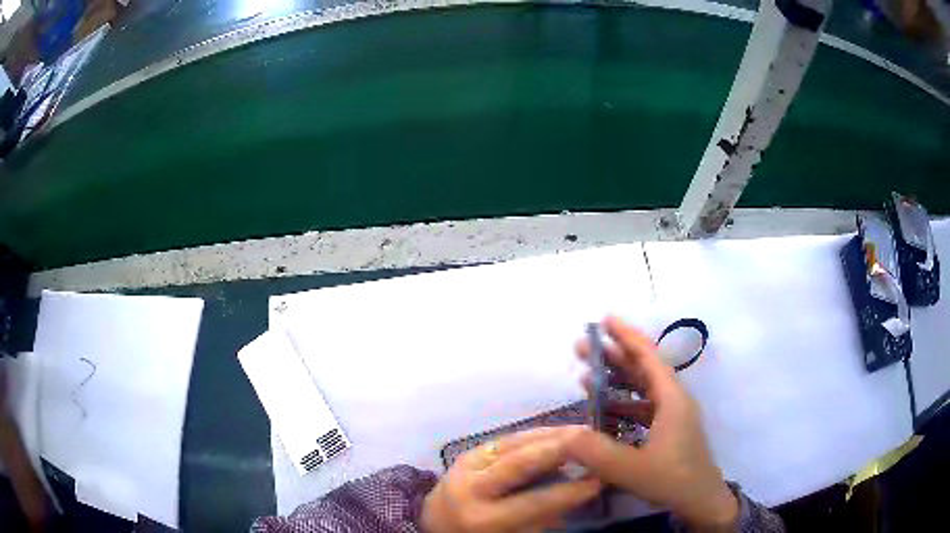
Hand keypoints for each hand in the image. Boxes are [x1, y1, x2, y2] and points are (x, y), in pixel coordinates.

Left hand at [422, 427, 601, 532]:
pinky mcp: (464, 454)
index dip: (569, 492)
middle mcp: (470, 489)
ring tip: (577, 432)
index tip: (599, 480)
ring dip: (547, 436)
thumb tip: (577, 491)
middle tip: (591, 439)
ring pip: (509, 445)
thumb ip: (542, 518)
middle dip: (557, 449)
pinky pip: (502, 441)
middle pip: (518, 463)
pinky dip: (530, 436)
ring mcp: (463, 467)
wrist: (434, 524)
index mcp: (482, 518)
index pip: (534, 503)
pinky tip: (551, 433)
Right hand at [570, 316, 738, 530]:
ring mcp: (672, 414)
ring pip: (642, 387)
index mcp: (671, 398)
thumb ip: (597, 452)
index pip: (648, 356)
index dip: (626, 335)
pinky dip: (622, 403)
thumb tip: (564, 435)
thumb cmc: (672, 479)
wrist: (701, 500)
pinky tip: (602, 411)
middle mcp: (673, 399)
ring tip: (584, 376)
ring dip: (615, 380)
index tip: (604, 319)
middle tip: (581, 347)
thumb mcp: (631, 468)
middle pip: (642, 368)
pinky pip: (642, 407)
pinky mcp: (668, 429)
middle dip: (612, 355)